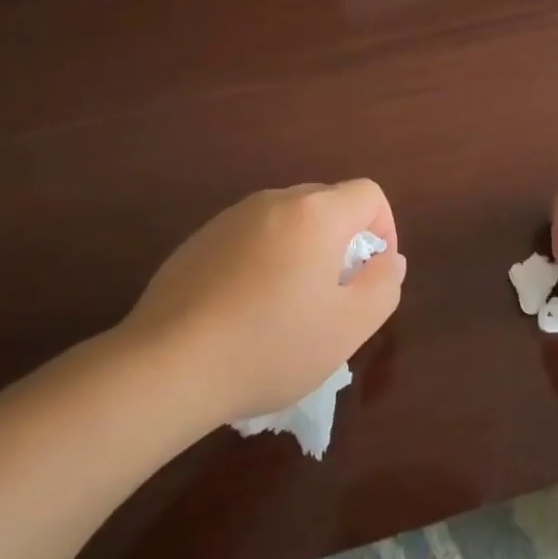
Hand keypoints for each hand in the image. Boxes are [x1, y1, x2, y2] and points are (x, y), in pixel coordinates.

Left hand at [121, 180, 406, 423]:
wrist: (168, 364)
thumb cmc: (270, 346)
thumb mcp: (347, 327)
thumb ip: (383, 286)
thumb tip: (389, 259)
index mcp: (314, 213)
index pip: (368, 194)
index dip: (384, 229)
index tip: (371, 275)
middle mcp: (273, 201)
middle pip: (327, 203)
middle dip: (343, 242)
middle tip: (334, 296)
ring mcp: (231, 217)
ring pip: (287, 221)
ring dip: (303, 251)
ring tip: (289, 308)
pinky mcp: (200, 239)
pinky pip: (251, 237)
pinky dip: (264, 260)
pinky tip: (245, 310)